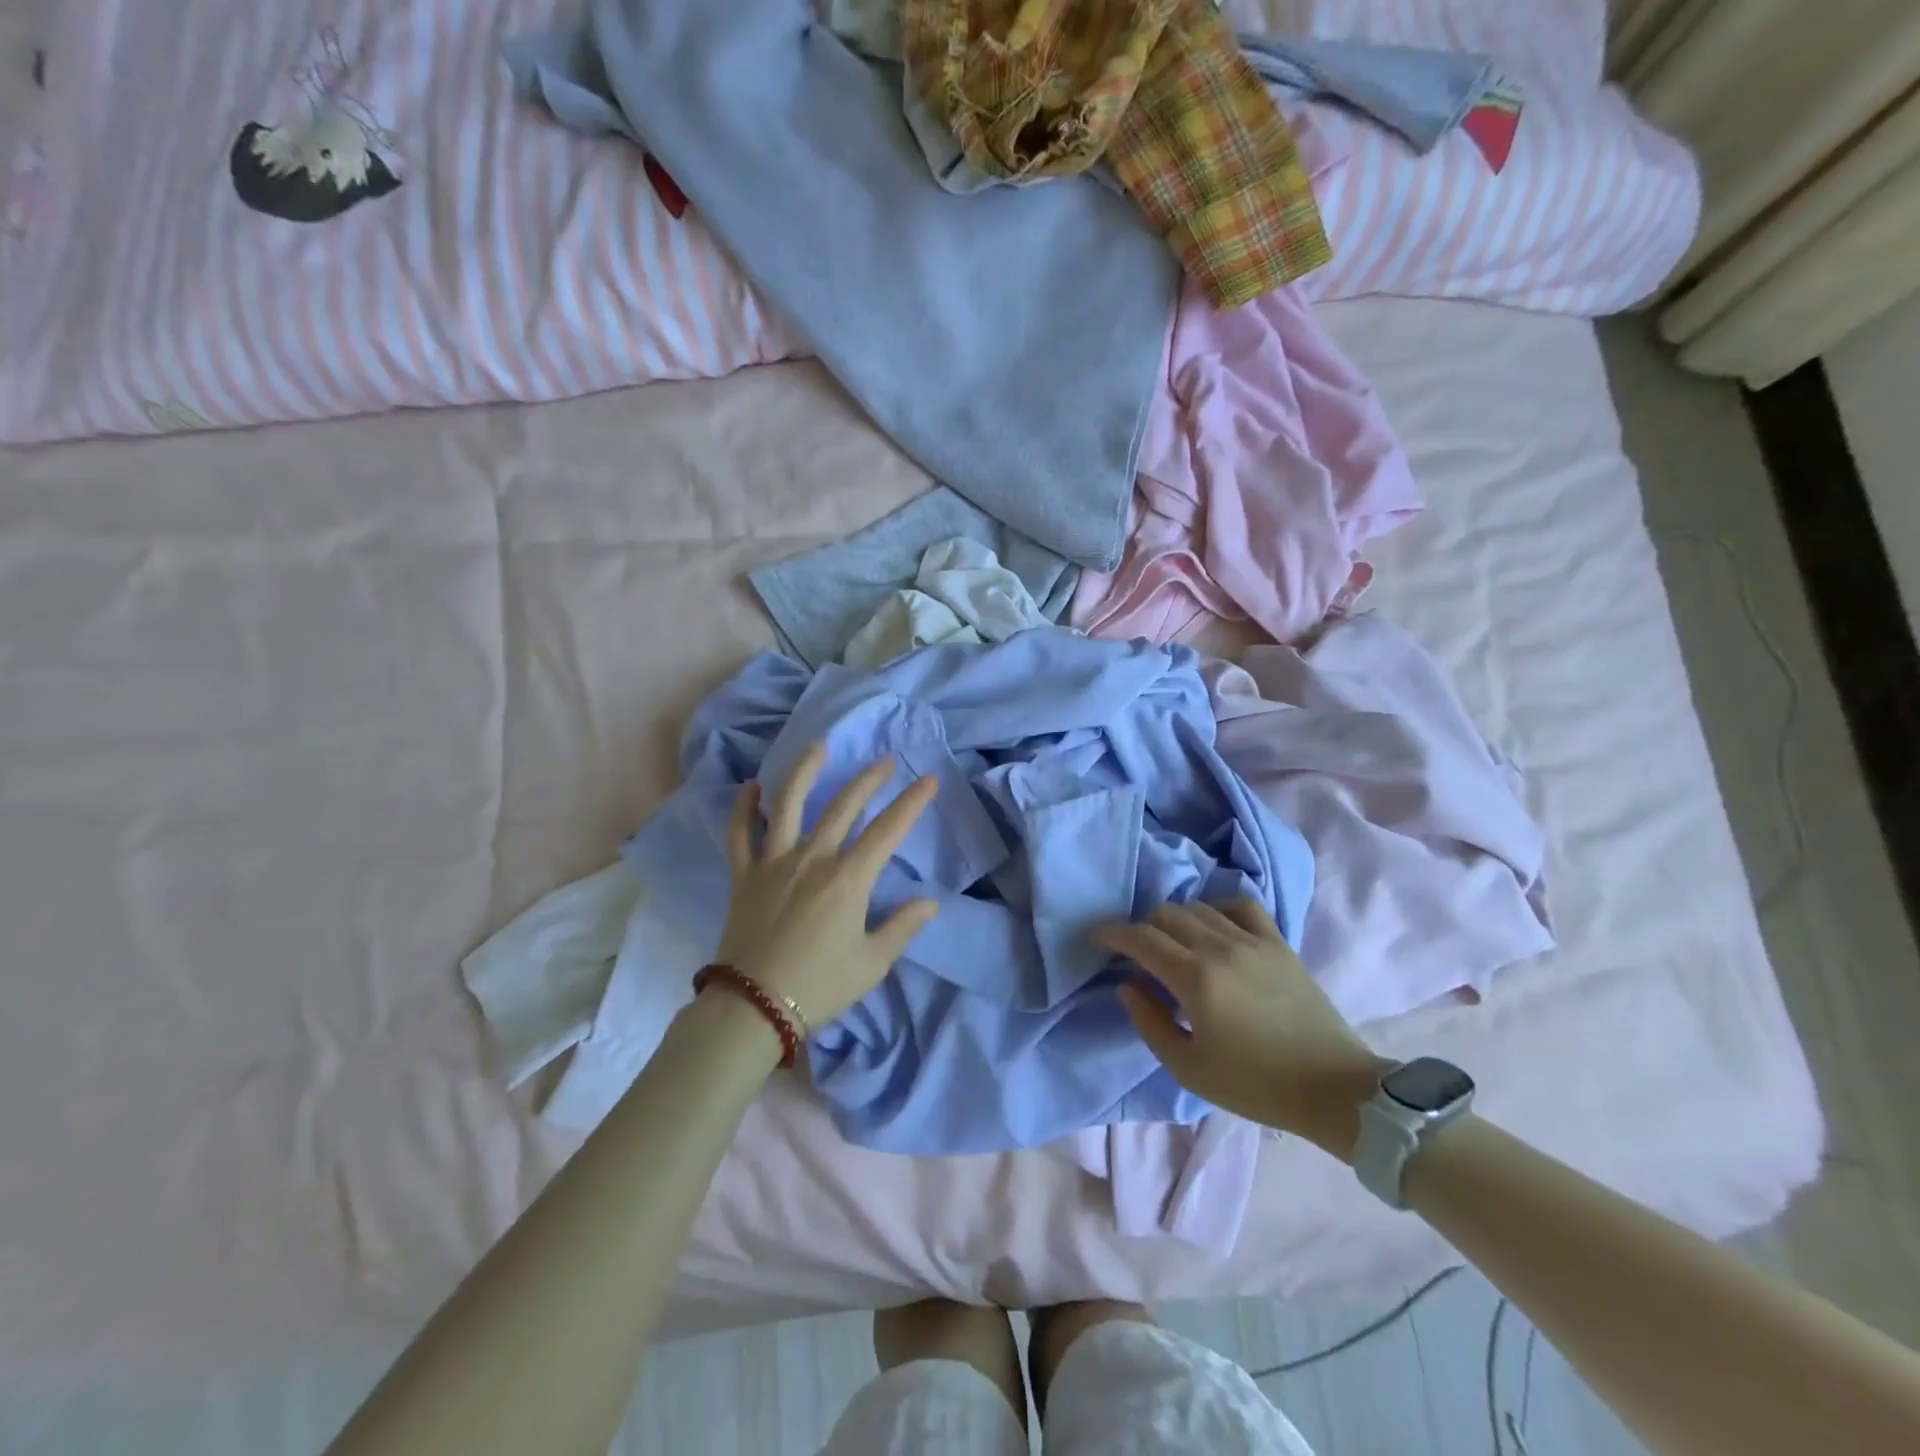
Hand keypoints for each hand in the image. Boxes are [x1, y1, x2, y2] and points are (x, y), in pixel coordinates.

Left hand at [714, 745, 938, 1029]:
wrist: (753, 1007)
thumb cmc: (819, 986)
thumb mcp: (872, 963)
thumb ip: (902, 927)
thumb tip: (930, 902)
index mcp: (848, 879)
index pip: (887, 830)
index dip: (912, 802)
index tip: (929, 780)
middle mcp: (812, 859)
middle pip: (843, 806)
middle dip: (869, 780)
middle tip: (886, 762)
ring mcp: (774, 862)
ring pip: (789, 804)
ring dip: (805, 771)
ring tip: (819, 747)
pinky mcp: (744, 875)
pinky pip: (740, 833)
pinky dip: (744, 808)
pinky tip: (750, 787)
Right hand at [1096, 901, 1389, 1160]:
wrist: (1333, 1088)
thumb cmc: (1255, 1085)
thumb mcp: (1188, 1068)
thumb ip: (1149, 1022)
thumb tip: (1128, 985)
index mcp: (1195, 980)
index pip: (1142, 938)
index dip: (1114, 933)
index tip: (1099, 937)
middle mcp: (1220, 948)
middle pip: (1167, 915)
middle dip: (1143, 927)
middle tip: (1138, 951)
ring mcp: (1253, 941)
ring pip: (1200, 907)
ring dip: (1176, 919)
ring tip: (1174, 943)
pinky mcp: (1279, 944)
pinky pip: (1242, 906)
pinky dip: (1218, 909)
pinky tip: (1215, 928)